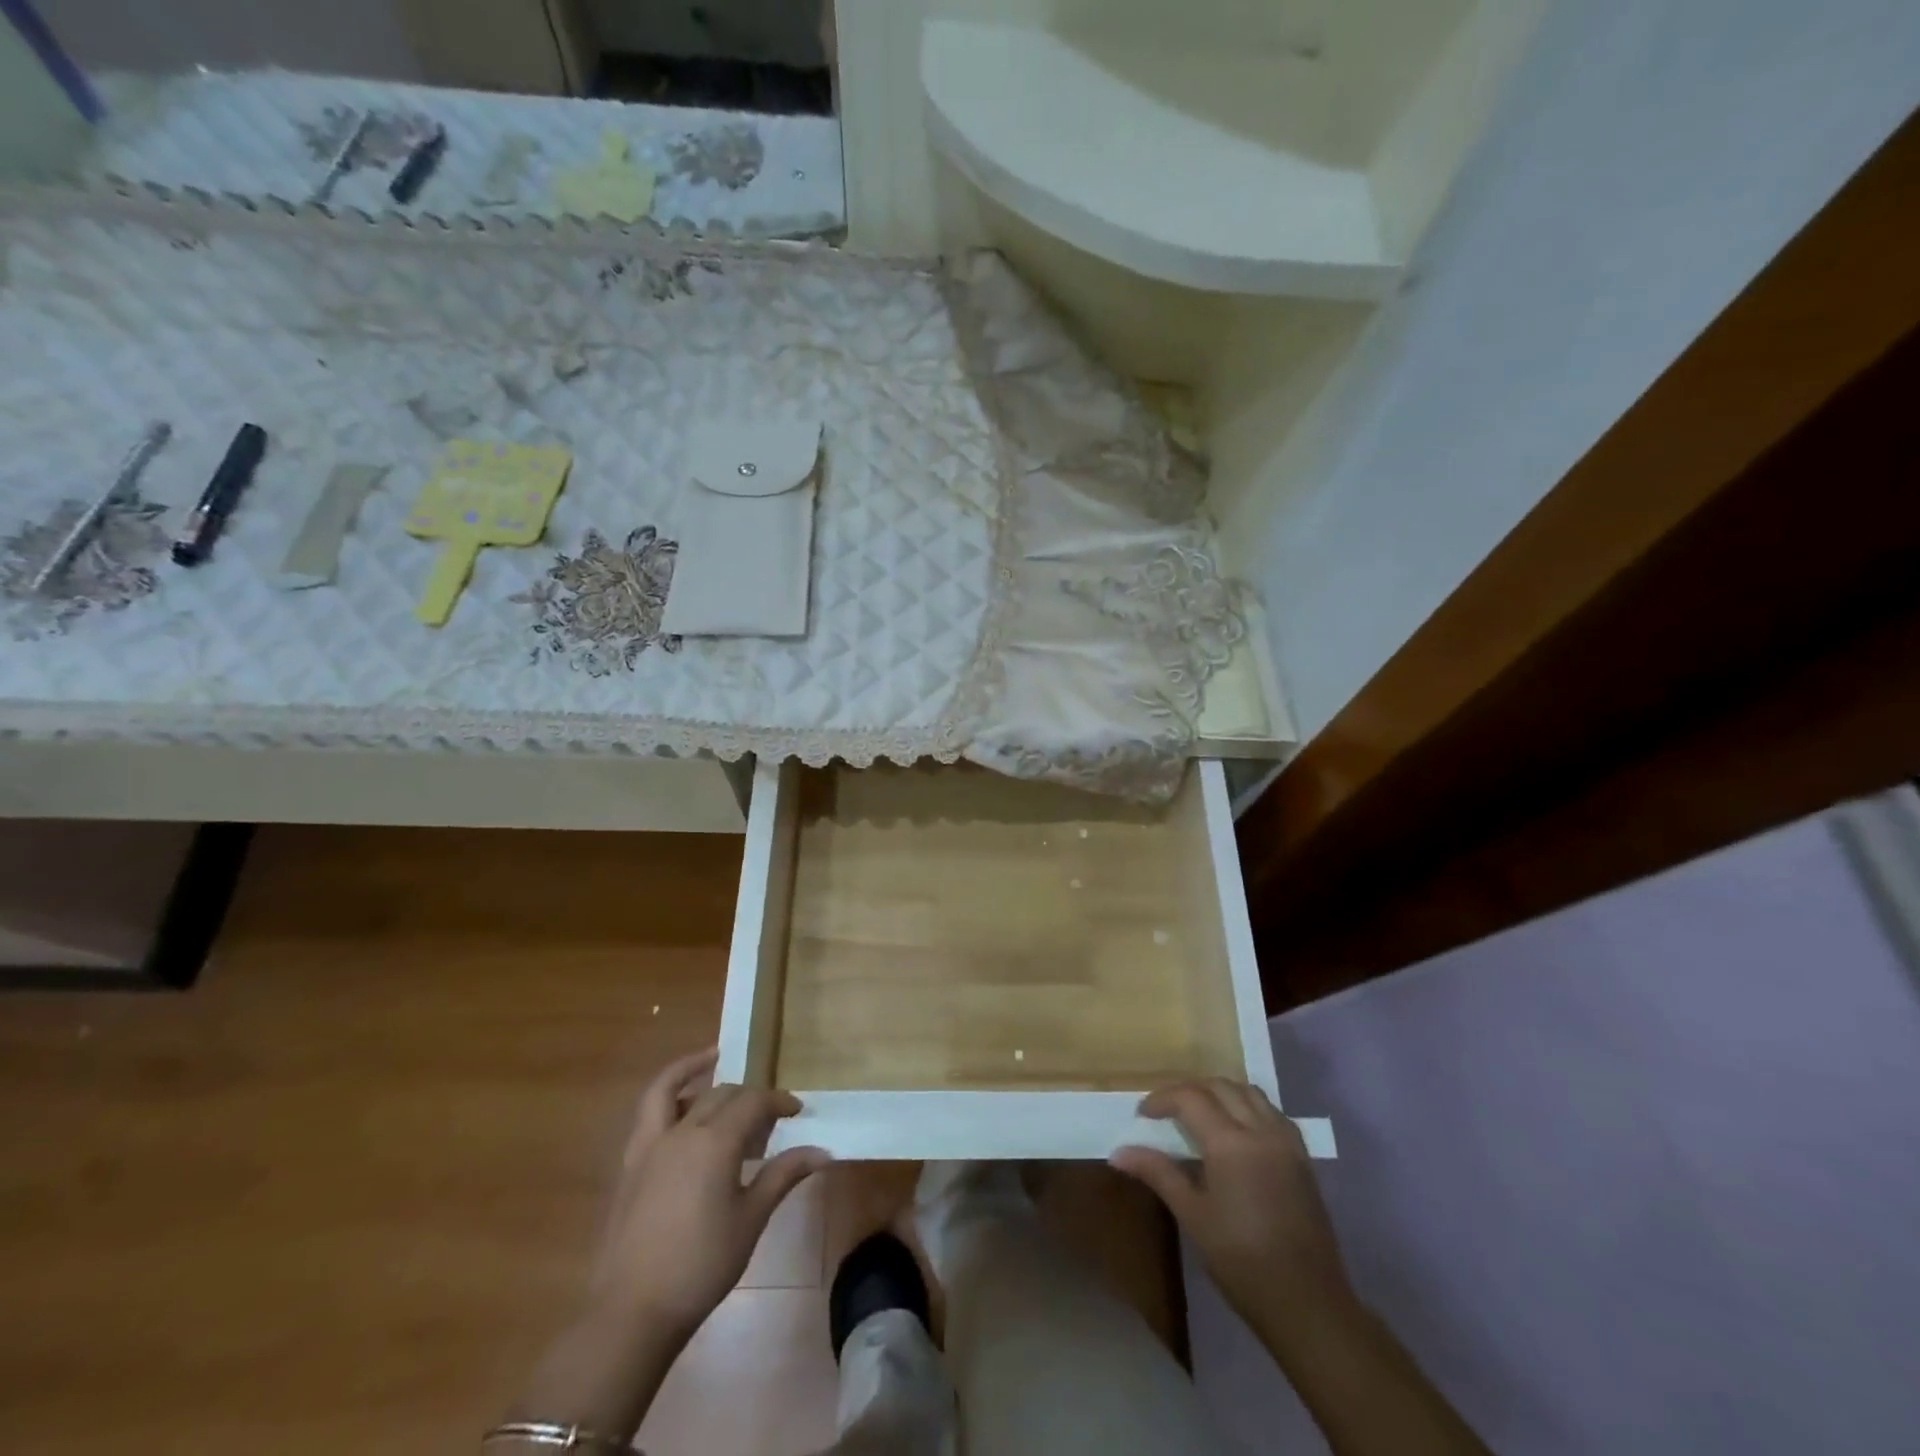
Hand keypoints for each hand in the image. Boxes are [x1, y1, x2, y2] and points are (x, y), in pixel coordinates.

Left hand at [589, 1048, 830, 1339]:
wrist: (633, 1311)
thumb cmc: (702, 1265)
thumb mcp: (751, 1219)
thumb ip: (783, 1176)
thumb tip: (822, 1151)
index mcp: (715, 1142)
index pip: (754, 1102)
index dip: (778, 1101)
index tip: (797, 1110)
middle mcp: (682, 1131)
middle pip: (721, 1094)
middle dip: (748, 1097)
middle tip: (767, 1117)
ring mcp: (650, 1144)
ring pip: (673, 1088)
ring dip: (696, 1071)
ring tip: (715, 1063)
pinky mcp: (631, 1163)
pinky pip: (647, 1112)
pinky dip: (665, 1094)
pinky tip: (680, 1106)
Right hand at [1112, 1078, 1351, 1345]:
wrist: (1308, 1304)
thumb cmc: (1242, 1262)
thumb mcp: (1193, 1216)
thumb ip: (1158, 1174)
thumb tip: (1119, 1152)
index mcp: (1231, 1142)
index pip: (1190, 1097)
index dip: (1162, 1099)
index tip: (1143, 1115)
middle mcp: (1261, 1130)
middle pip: (1220, 1086)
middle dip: (1189, 1091)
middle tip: (1167, 1111)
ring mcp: (1286, 1141)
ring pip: (1249, 1092)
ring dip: (1220, 1093)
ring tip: (1199, 1114)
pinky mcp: (1302, 1157)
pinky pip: (1271, 1112)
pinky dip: (1247, 1106)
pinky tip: (1237, 1131)